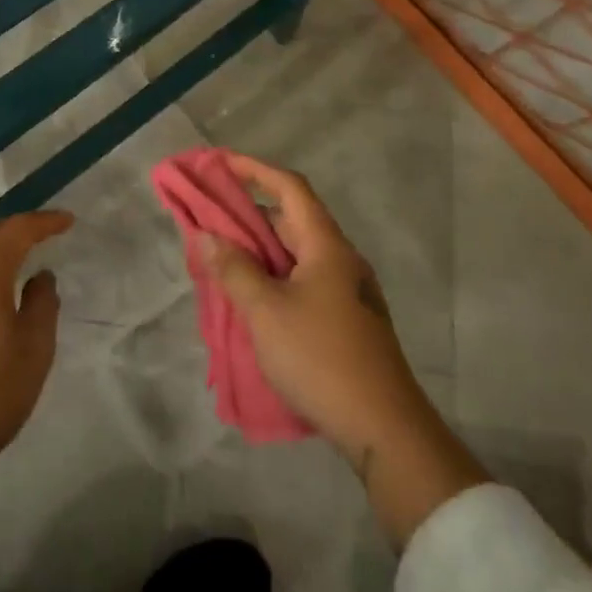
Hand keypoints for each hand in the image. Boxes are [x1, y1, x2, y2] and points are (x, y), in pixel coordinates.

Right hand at [202, 155, 484, 543]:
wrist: (384, 428)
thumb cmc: (321, 358)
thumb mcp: (266, 311)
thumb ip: (234, 269)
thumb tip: (206, 235)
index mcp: (326, 245)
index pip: (290, 187)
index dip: (255, 169)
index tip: (221, 163)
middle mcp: (340, 259)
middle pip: (292, 219)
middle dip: (250, 213)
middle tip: (211, 219)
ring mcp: (347, 291)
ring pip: (297, 254)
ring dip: (260, 250)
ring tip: (222, 258)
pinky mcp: (346, 320)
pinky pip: (303, 281)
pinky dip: (274, 276)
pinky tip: (251, 298)